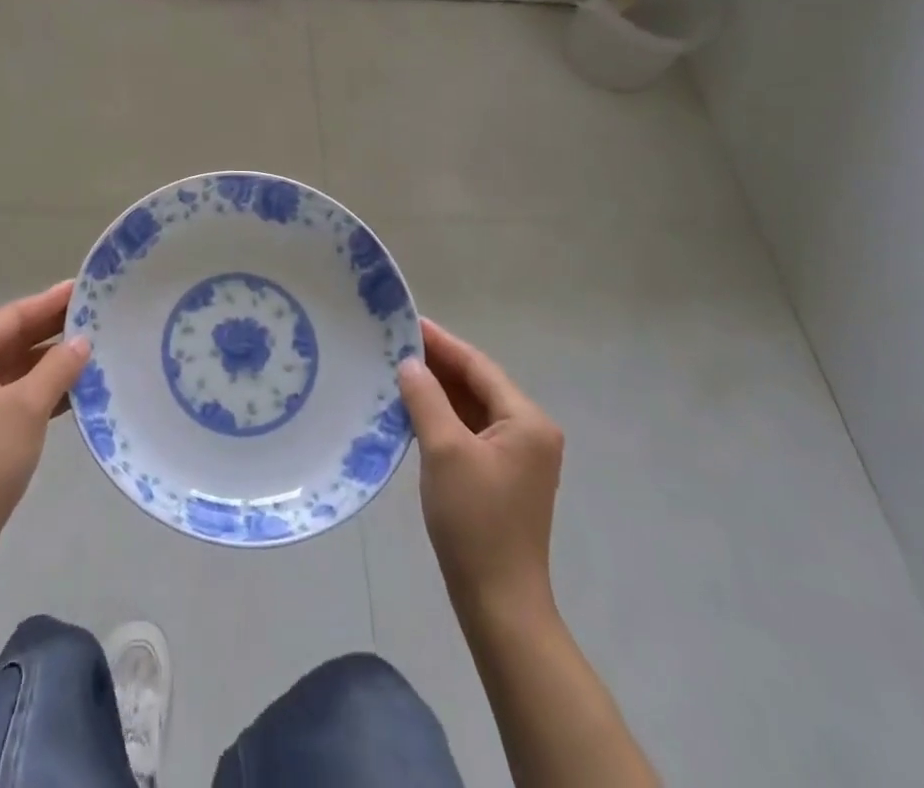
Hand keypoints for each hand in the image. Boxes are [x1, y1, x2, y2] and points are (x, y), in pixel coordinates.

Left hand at [0, 280, 90, 569]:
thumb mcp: (26, 408)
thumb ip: (57, 367)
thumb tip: (83, 341)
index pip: (11, 317)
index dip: (49, 302)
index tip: (83, 287)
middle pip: (12, 340)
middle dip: (52, 330)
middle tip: (95, 313)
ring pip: (15, 368)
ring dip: (51, 361)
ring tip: (94, 345)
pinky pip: (14, 393)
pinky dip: (42, 388)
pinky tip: (77, 385)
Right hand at [397, 317, 564, 617]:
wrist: (499, 602)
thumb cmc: (475, 520)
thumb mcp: (445, 450)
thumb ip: (426, 398)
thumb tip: (410, 363)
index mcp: (526, 420)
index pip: (479, 366)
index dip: (442, 343)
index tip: (407, 321)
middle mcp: (529, 432)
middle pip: (478, 384)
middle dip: (438, 365)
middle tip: (394, 343)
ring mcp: (517, 457)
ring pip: (472, 408)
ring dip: (438, 391)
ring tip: (397, 369)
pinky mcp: (501, 477)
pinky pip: (469, 431)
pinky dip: (442, 417)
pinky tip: (412, 409)